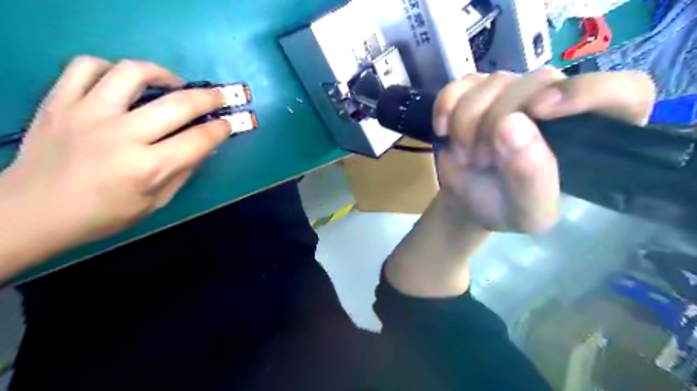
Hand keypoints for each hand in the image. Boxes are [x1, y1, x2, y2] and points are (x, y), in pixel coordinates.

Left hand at [0, 56, 232, 243]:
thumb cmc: (103, 215)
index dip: (220, 129)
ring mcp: (87, 114)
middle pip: (178, 104)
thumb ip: (183, 171)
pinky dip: (112, 68)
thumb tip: (206, 146)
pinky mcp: (59, 102)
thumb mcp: (155, 202)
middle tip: (219, 96)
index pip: (198, 140)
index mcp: (148, 168)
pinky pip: (86, 66)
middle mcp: (122, 136)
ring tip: (173, 83)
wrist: (31, 211)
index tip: (228, 124)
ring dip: (163, 74)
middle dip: (209, 97)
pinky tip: (124, 81)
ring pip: (133, 73)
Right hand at [435, 68, 656, 232]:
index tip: (540, 111)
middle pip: (537, 83)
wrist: (469, 201)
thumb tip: (511, 124)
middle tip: (481, 159)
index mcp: (590, 134)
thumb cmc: (505, 208)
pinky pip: (460, 83)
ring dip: (467, 123)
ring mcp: (513, 92)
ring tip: (466, 154)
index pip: (623, 91)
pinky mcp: (477, 91)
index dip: (587, 92)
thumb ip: (532, 177)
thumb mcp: (528, 211)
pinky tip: (444, 130)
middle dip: (496, 123)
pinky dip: (445, 106)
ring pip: (493, 82)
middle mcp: (557, 103)